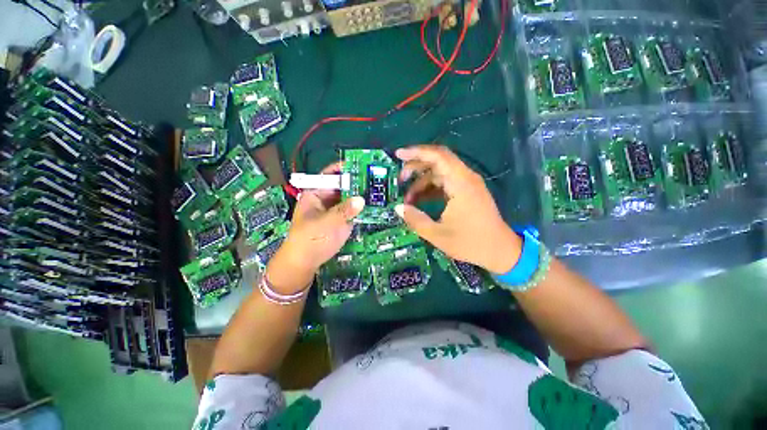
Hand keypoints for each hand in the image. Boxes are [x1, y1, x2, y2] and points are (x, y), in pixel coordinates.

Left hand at [267, 162, 364, 292]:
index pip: (329, 175)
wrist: (306, 261)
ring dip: (361, 194)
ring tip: (379, 188)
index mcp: (315, 194)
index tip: (358, 164)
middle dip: (356, 182)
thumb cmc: (310, 239)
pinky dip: (362, 207)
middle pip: (342, 186)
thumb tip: (362, 199)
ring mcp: (335, 210)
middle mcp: (326, 199)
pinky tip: (375, 204)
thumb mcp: (327, 223)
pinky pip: (353, 210)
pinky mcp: (342, 220)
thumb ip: (344, 210)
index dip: (342, 168)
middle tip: (375, 177)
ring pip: (349, 198)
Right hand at [395, 145, 521, 273]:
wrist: (500, 251)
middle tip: (400, 179)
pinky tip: (420, 201)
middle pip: (438, 161)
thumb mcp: (437, 234)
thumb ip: (415, 219)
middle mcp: (466, 178)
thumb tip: (397, 207)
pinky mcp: (467, 191)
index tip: (398, 155)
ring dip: (422, 181)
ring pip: (440, 173)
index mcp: (461, 184)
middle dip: (416, 167)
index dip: (416, 152)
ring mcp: (468, 184)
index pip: (438, 156)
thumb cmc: (471, 243)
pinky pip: (446, 183)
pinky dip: (431, 189)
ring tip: (407, 198)